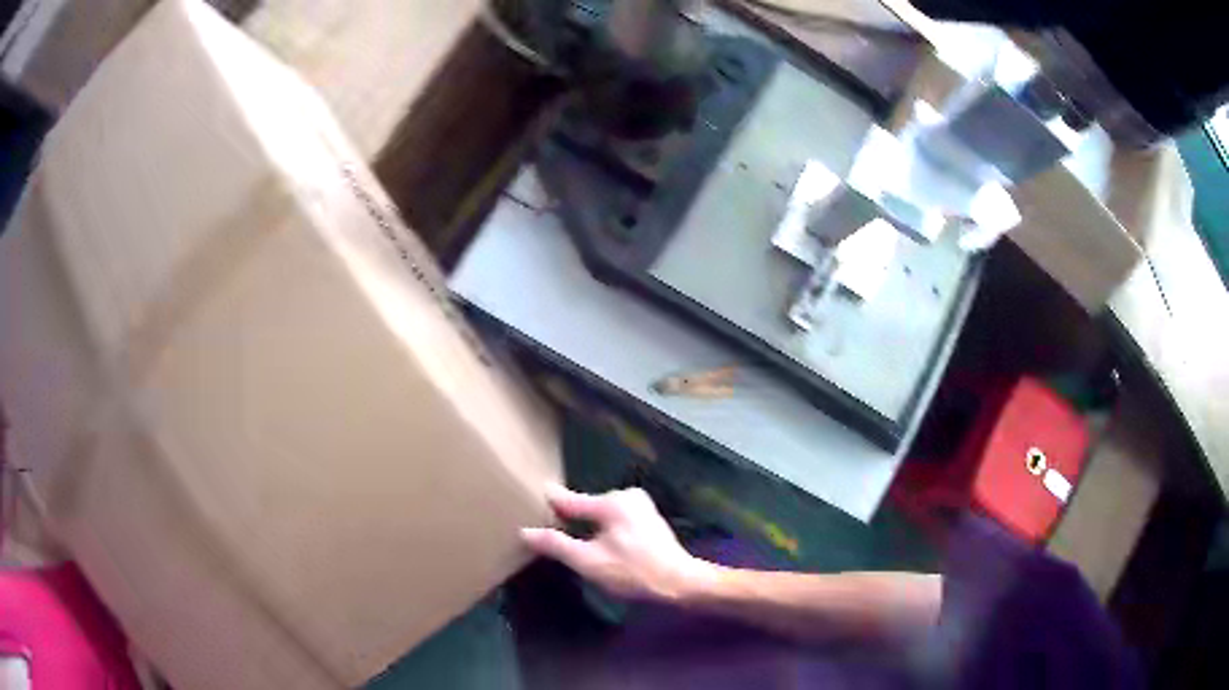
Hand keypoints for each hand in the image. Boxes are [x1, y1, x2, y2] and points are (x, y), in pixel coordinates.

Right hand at [522, 485, 712, 601]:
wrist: (679, 583)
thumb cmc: (633, 573)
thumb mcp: (589, 562)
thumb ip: (556, 545)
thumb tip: (525, 531)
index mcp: (611, 502)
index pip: (568, 499)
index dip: (547, 503)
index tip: (528, 498)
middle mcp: (626, 495)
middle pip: (585, 505)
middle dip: (569, 518)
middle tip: (549, 531)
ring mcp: (640, 504)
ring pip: (600, 512)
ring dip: (587, 525)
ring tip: (571, 539)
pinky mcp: (647, 516)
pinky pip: (614, 517)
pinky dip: (603, 527)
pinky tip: (599, 544)